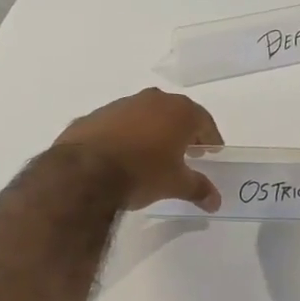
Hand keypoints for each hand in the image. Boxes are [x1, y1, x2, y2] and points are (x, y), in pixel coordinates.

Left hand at [55, 88, 224, 211]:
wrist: (84, 172)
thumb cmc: (142, 173)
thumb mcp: (175, 184)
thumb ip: (198, 188)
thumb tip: (215, 200)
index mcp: (178, 111)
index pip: (203, 121)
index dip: (210, 138)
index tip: (212, 151)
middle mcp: (152, 100)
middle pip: (175, 113)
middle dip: (182, 131)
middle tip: (186, 151)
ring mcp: (122, 104)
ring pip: (146, 115)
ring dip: (152, 130)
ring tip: (153, 154)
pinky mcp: (96, 115)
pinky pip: (120, 123)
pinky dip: (126, 135)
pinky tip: (123, 155)